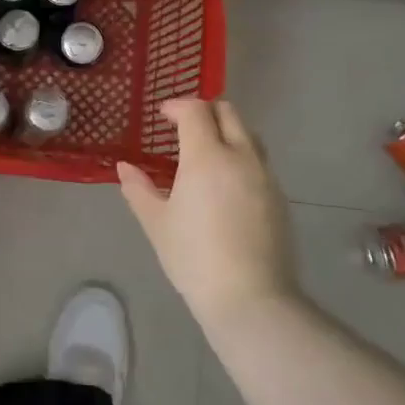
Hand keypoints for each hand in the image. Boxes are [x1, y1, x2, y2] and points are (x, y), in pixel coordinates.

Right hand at [117, 99, 294, 326]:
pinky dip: (240, 157)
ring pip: (248, 135)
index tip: (162, 116)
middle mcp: (240, 157)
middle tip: (183, 128)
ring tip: (205, 154)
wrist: (250, 298)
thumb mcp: (156, 223)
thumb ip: (138, 189)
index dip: (177, 107)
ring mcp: (265, 176)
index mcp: (207, 157)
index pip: (196, 111)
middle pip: (228, 112)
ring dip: (226, 132)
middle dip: (204, 111)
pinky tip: (225, 185)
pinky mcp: (279, 198)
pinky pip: (258, 162)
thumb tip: (124, 167)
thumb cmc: (194, 257)